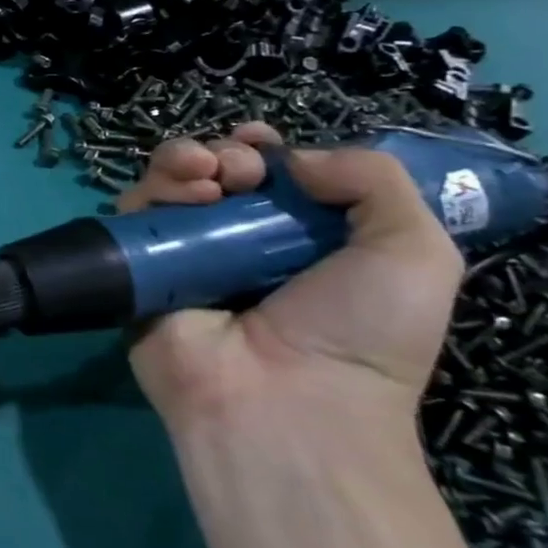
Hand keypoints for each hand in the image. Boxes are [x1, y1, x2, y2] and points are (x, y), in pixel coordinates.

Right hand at [118, 125, 462, 432]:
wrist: (284, 400)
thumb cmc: (359, 333)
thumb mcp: (415, 253)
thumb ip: (375, 180)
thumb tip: (295, 158)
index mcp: (297, 240)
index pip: (267, 178)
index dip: (264, 151)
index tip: (266, 146)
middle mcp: (235, 243)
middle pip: (213, 172)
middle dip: (226, 153)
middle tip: (242, 171)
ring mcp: (183, 256)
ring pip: (167, 184)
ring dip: (185, 161)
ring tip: (208, 177)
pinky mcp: (138, 268)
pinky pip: (132, 216)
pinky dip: (153, 193)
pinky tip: (185, 198)